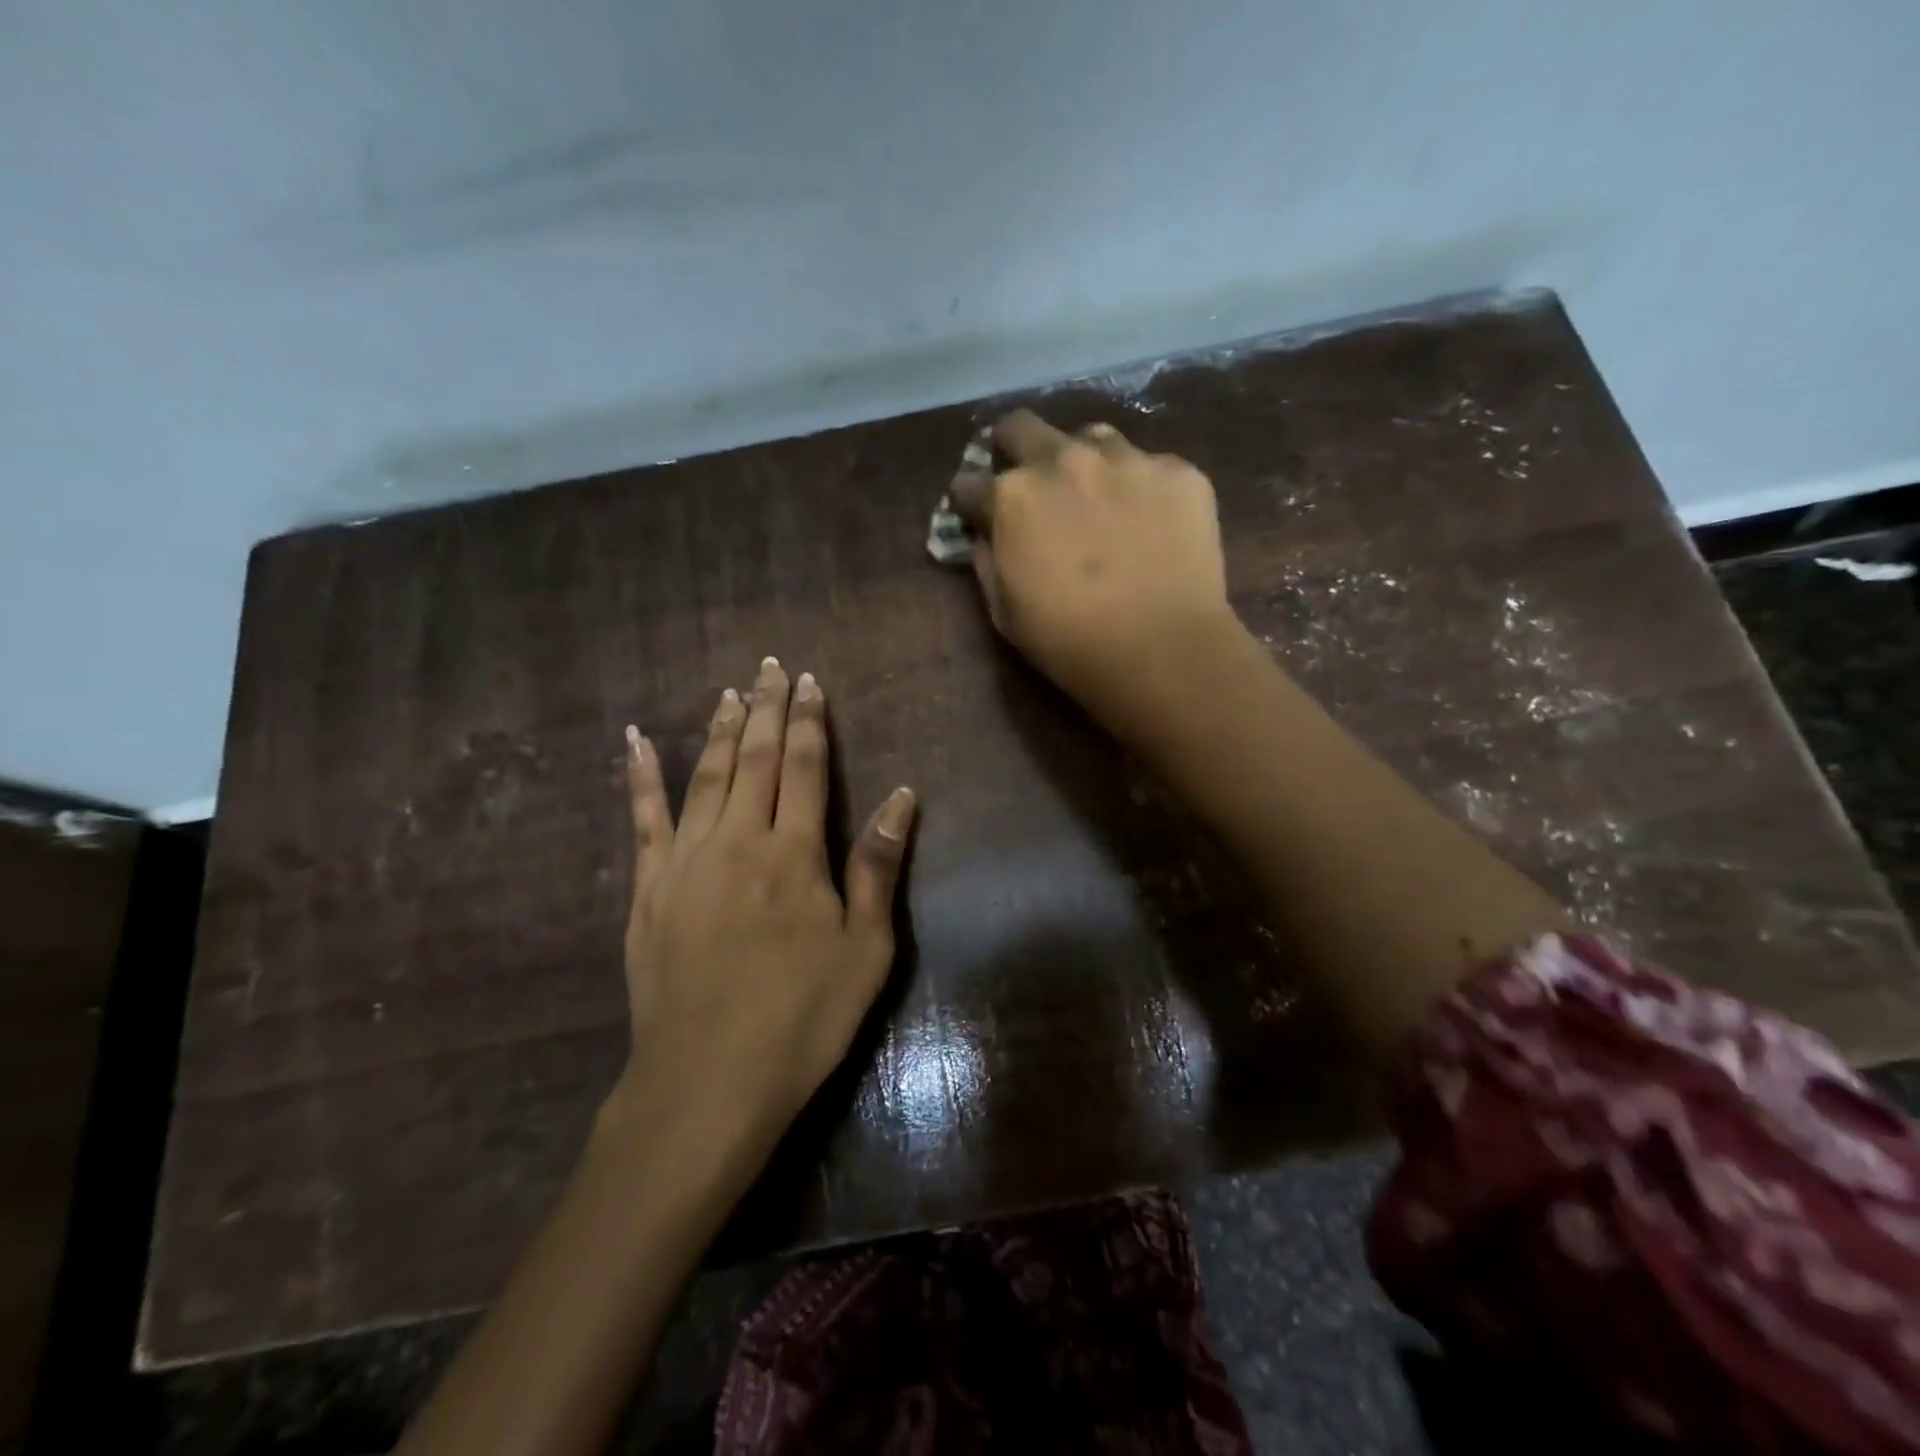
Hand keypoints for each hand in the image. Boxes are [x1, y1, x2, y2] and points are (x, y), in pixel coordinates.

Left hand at [609, 656, 915, 1165]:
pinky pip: (643, 818)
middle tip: (771, 668)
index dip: (809, 722)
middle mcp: (738, 841)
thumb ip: (878, 867)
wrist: (708, 1082)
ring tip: (729, 692)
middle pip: (754, 759)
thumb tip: (901, 797)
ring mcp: (686, 861)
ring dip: (718, 729)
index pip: (803, 767)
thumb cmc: (803, 1018)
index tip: (810, 683)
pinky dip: (639, 775)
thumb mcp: (866, 949)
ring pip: (705, 776)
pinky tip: (634, 740)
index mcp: (794, 854)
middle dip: (766, 709)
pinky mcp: (648, 889)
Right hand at [952, 410, 1235, 724]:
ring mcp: (1126, 460)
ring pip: (1091, 437)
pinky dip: (1141, 489)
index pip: (968, 484)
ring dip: (1082, 461)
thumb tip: (986, 536)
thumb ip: (987, 562)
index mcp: (1012, 498)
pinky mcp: (1178, 472)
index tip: (977, 516)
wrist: (1163, 651)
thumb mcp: (1004, 613)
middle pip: (1021, 428)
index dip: (969, 503)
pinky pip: (1150, 466)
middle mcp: (1063, 461)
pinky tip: (1152, 523)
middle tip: (1027, 482)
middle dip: (1013, 449)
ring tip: (1097, 496)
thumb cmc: (1070, 643)